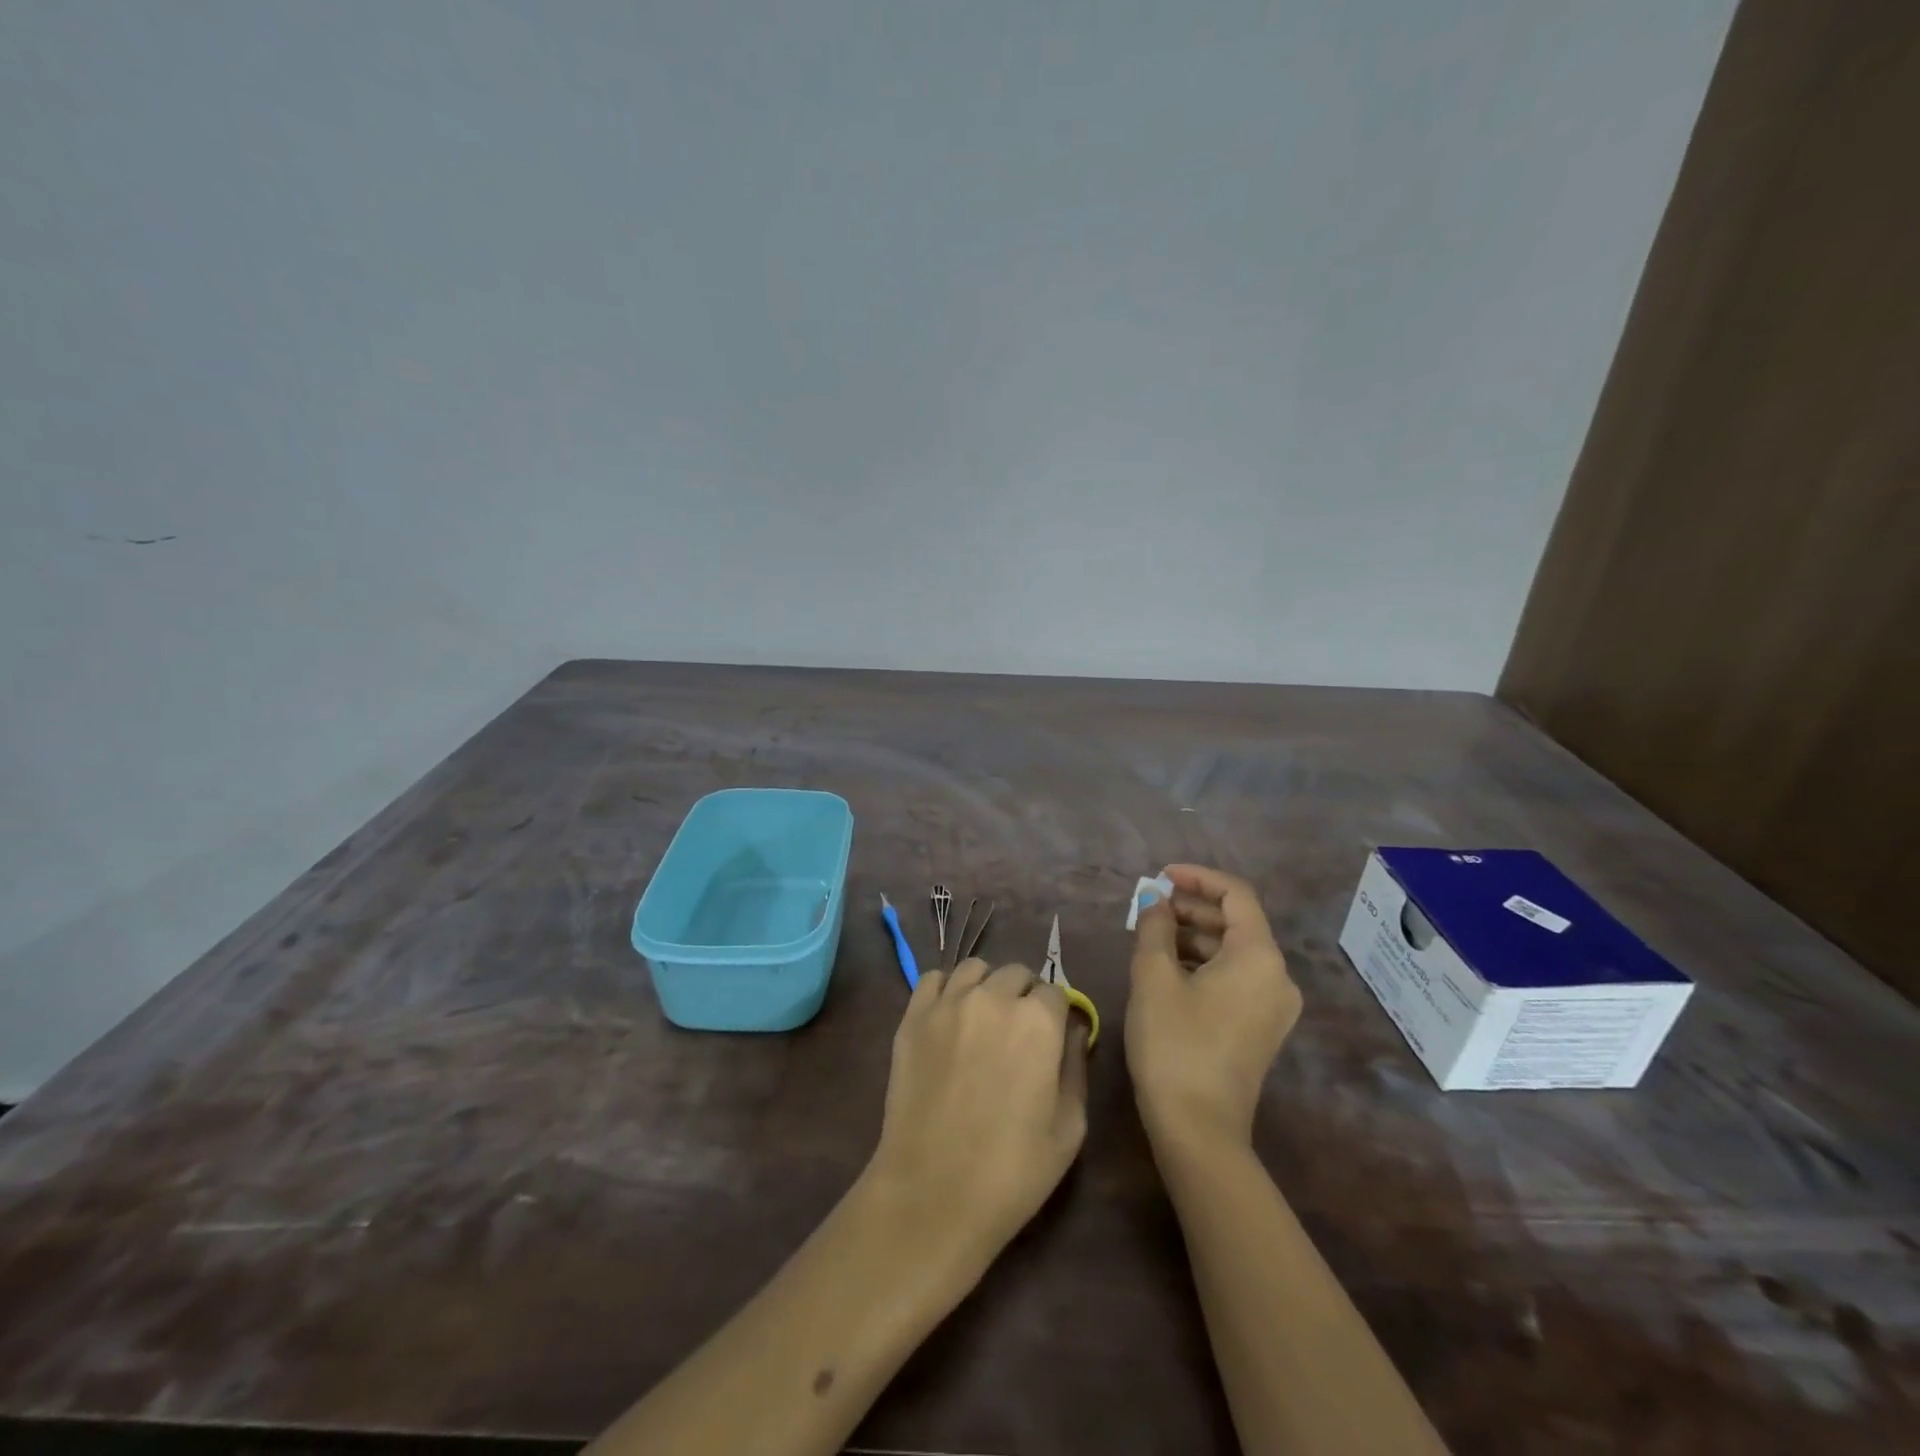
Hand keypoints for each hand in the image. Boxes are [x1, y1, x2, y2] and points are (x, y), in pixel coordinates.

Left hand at [864, 959, 1089, 1271]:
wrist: (933, 1193)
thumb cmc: (1012, 1170)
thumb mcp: (1069, 1127)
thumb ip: (1076, 1067)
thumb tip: (1074, 1031)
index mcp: (1038, 1021)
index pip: (1055, 992)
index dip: (1057, 1015)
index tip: (1052, 1038)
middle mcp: (993, 998)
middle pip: (1016, 974)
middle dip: (1024, 996)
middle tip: (1019, 1033)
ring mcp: (948, 1004)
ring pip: (975, 969)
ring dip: (987, 986)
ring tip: (984, 1020)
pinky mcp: (913, 1017)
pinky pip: (933, 979)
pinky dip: (946, 989)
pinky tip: (950, 1016)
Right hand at [1126, 864, 1301, 1151]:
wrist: (1199, 1130)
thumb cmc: (1174, 1044)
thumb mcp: (1153, 977)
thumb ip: (1154, 927)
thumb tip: (1155, 900)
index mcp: (1259, 956)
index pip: (1236, 894)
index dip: (1197, 878)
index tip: (1160, 877)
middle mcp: (1278, 976)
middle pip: (1237, 922)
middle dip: (1191, 908)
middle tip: (1148, 908)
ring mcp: (1274, 1006)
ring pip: (1234, 951)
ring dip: (1194, 936)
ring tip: (1151, 936)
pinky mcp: (1262, 1028)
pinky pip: (1236, 977)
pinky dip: (1205, 963)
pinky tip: (1169, 969)